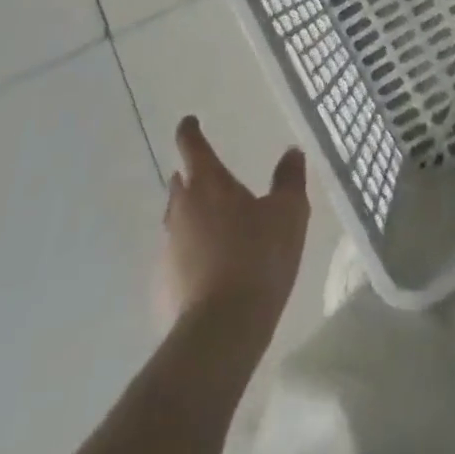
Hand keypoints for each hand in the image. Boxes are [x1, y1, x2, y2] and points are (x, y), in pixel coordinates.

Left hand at [160, 117, 310, 350]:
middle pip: (181, 184)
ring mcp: (168, 250)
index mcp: (208, 184)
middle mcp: (181, 210)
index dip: (190, 132)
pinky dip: (191, 253)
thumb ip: (289, 179)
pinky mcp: (163, 286)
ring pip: (178, 221)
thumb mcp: (288, 212)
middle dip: (192, 176)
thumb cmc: (258, 256)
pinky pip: (178, 257)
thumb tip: (291, 151)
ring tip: (216, 223)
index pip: (193, 147)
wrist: (221, 330)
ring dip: (192, 216)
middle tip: (209, 176)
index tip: (189, 122)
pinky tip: (210, 267)